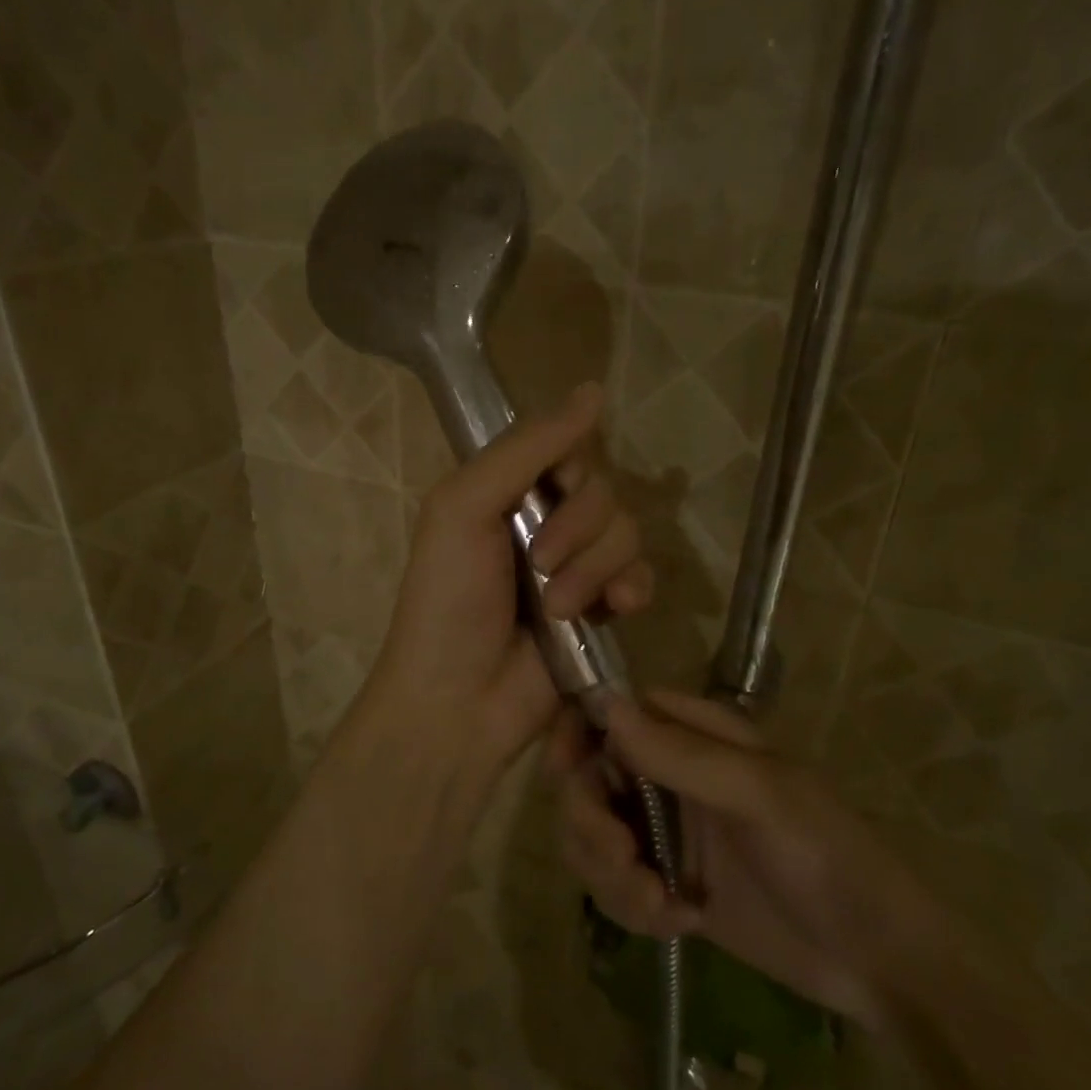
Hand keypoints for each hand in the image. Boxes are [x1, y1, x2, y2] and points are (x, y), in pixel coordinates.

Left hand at [360, 383, 653, 787]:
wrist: (458, 699)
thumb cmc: (447, 599)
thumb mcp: (465, 507)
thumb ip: (526, 449)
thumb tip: (592, 390)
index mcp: (506, 491)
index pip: (568, 449)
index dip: (571, 468)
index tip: (553, 489)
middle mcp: (545, 521)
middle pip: (603, 491)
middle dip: (578, 527)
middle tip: (540, 564)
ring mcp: (576, 567)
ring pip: (626, 532)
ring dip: (594, 568)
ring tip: (557, 608)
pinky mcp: (602, 610)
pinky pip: (642, 576)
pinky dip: (632, 588)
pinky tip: (617, 610)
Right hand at [549, 690, 945, 1030]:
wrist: (876, 962)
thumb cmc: (828, 857)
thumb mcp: (762, 797)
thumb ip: (682, 753)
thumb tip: (605, 705)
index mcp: (696, 735)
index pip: (614, 713)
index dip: (579, 735)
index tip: (565, 774)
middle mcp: (670, 775)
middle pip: (589, 780)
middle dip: (592, 824)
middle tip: (624, 862)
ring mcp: (666, 831)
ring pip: (591, 836)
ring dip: (610, 875)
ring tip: (660, 907)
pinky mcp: (664, 883)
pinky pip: (612, 884)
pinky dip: (630, 906)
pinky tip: (679, 924)